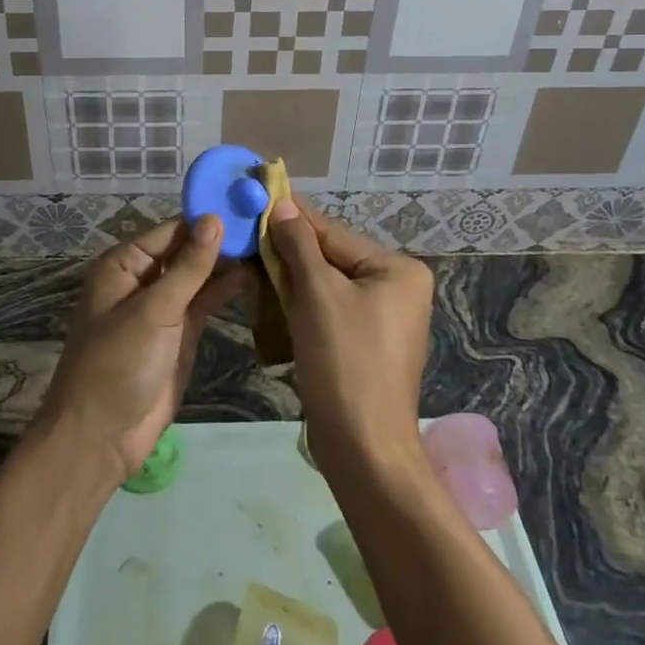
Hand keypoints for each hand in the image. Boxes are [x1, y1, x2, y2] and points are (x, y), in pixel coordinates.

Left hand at [37, 215, 251, 484]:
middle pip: (186, 250)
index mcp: (124, 264)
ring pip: (199, 275)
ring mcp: (163, 307)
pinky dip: (226, 289)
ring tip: (269, 242)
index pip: (171, 231)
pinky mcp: (181, 332)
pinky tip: (255, 274)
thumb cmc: (118, 363)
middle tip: (268, 221)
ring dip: (227, 263)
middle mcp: (143, 279)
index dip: (206, 219)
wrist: (102, 437)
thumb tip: (215, 219)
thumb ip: (188, 266)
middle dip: (221, 239)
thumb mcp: (154, 310)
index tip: (247, 204)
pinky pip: (205, 302)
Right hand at [267, 195, 434, 477]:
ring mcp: (382, 319)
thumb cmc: (345, 362)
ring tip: (252, 261)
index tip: (258, 195)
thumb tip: (282, 205)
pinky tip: (271, 297)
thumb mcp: (318, 294)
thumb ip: (299, 245)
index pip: (334, 233)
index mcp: (397, 270)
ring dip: (290, 278)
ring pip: (326, 285)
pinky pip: (329, 310)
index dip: (293, 218)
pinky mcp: (365, 344)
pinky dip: (301, 304)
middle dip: (289, 251)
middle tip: (247, 233)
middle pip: (331, 258)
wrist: (363, 449)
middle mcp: (397, 288)